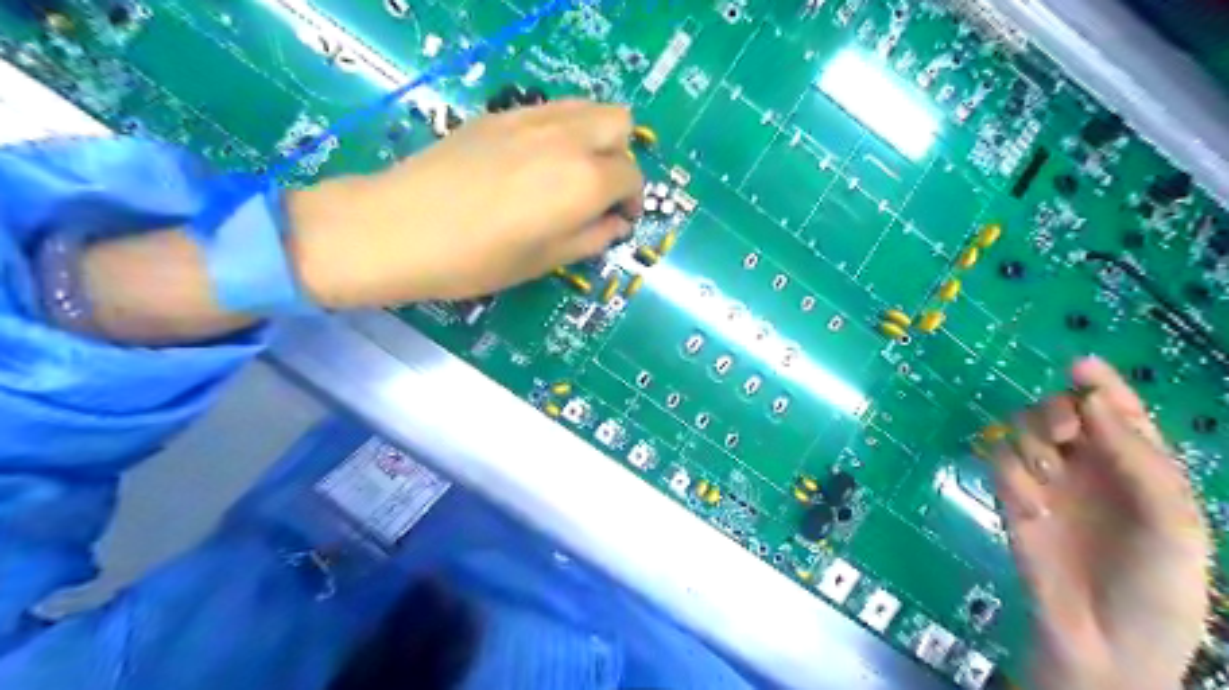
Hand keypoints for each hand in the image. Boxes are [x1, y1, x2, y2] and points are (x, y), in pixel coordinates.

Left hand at [292, 98, 645, 305]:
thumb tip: (615, 224)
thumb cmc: (479, 259)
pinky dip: (561, 130)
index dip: (632, 201)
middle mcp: (568, 137)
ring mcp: (532, 118)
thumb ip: (592, 238)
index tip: (618, 221)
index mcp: (585, 180)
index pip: (632, 176)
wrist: (400, 228)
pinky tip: (536, 162)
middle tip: (600, 191)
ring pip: (587, 107)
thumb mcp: (545, 261)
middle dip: (621, 157)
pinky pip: (551, 109)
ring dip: (594, 137)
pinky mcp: (500, 114)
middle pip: (620, 123)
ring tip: (572, 173)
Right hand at [986, 357, 1206, 686]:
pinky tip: (1032, 509)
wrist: (1105, 641)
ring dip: (1030, 440)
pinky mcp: (1011, 497)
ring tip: (1047, 473)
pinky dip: (1010, 476)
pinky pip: (998, 463)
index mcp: (1137, 467)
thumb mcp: (1173, 523)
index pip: (1116, 412)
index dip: (1101, 384)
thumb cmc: (1157, 586)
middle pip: (1059, 411)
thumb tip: (1092, 401)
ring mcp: (1046, 481)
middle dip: (1056, 412)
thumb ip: (1138, 459)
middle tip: (1064, 434)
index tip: (1080, 366)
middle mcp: (1089, 466)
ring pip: (1022, 429)